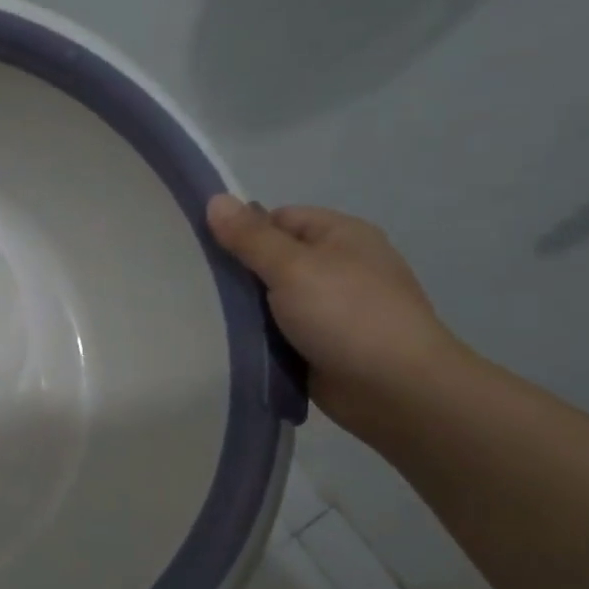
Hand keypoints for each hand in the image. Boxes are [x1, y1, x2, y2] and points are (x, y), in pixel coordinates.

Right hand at [205, 194, 469, 439]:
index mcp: (340, 236)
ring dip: (243, 309)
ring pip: (270, 299)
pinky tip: (226, 342)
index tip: (204, 252)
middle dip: (237, 273)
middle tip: (193, 286)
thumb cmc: (347, 315)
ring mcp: (330, 308)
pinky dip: (255, 336)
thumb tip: (215, 199)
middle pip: (272, 259)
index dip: (242, 231)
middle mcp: (337, 267)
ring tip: (200, 316)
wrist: (395, 389)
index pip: (278, 219)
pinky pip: (277, 331)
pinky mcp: (319, 344)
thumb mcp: (292, 267)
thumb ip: (250, 237)